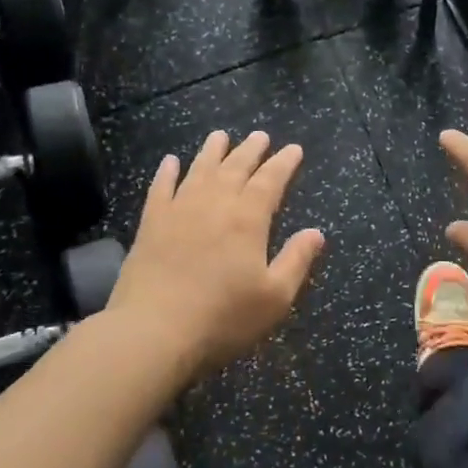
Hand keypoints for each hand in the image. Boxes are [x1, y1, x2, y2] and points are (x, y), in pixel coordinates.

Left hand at [105, 130, 325, 370]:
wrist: (152, 331)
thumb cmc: (222, 318)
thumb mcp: (274, 298)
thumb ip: (296, 261)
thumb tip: (316, 233)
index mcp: (248, 219)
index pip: (270, 181)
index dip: (283, 163)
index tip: (293, 148)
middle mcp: (214, 204)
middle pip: (235, 167)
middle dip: (251, 150)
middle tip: (261, 135)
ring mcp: (179, 210)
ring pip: (199, 169)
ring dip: (212, 151)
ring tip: (220, 136)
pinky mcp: (151, 224)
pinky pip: (160, 188)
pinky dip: (166, 172)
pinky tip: (170, 162)